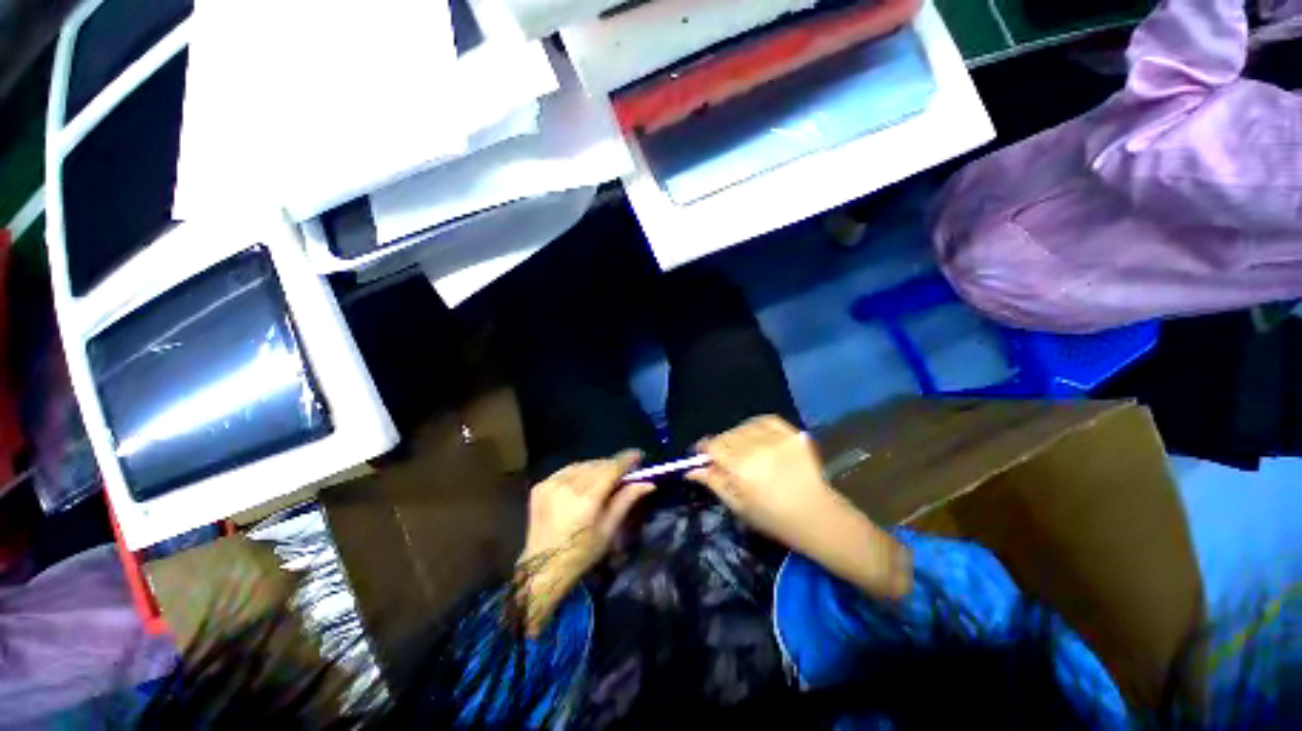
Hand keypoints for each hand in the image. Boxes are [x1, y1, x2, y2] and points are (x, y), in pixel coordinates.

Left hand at [516, 451, 653, 632]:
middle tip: (624, 470)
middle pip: (597, 465)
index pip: (611, 468)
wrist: (543, 567)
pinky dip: (579, 472)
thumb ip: (626, 500)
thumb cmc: (582, 553)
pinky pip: (567, 470)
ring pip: (582, 465)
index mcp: (587, 499)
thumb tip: (648, 483)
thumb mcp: (609, 529)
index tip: (639, 455)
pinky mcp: (541, 485)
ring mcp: (551, 483)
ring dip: (596, 467)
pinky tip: (584, 482)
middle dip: (613, 465)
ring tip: (605, 476)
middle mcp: (568, 485)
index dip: (627, 460)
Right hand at [690, 416, 910, 599]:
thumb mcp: (739, 506)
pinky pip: (764, 420)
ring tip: (742, 449)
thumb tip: (692, 469)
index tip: (702, 455)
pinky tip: (756, 438)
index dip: (704, 449)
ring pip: (743, 427)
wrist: (820, 516)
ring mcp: (777, 438)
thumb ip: (714, 483)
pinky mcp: (792, 433)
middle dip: (720, 445)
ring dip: (737, 436)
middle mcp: (757, 448)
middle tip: (724, 459)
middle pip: (727, 435)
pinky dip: (755, 426)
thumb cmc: (776, 519)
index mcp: (742, 469)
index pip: (713, 446)